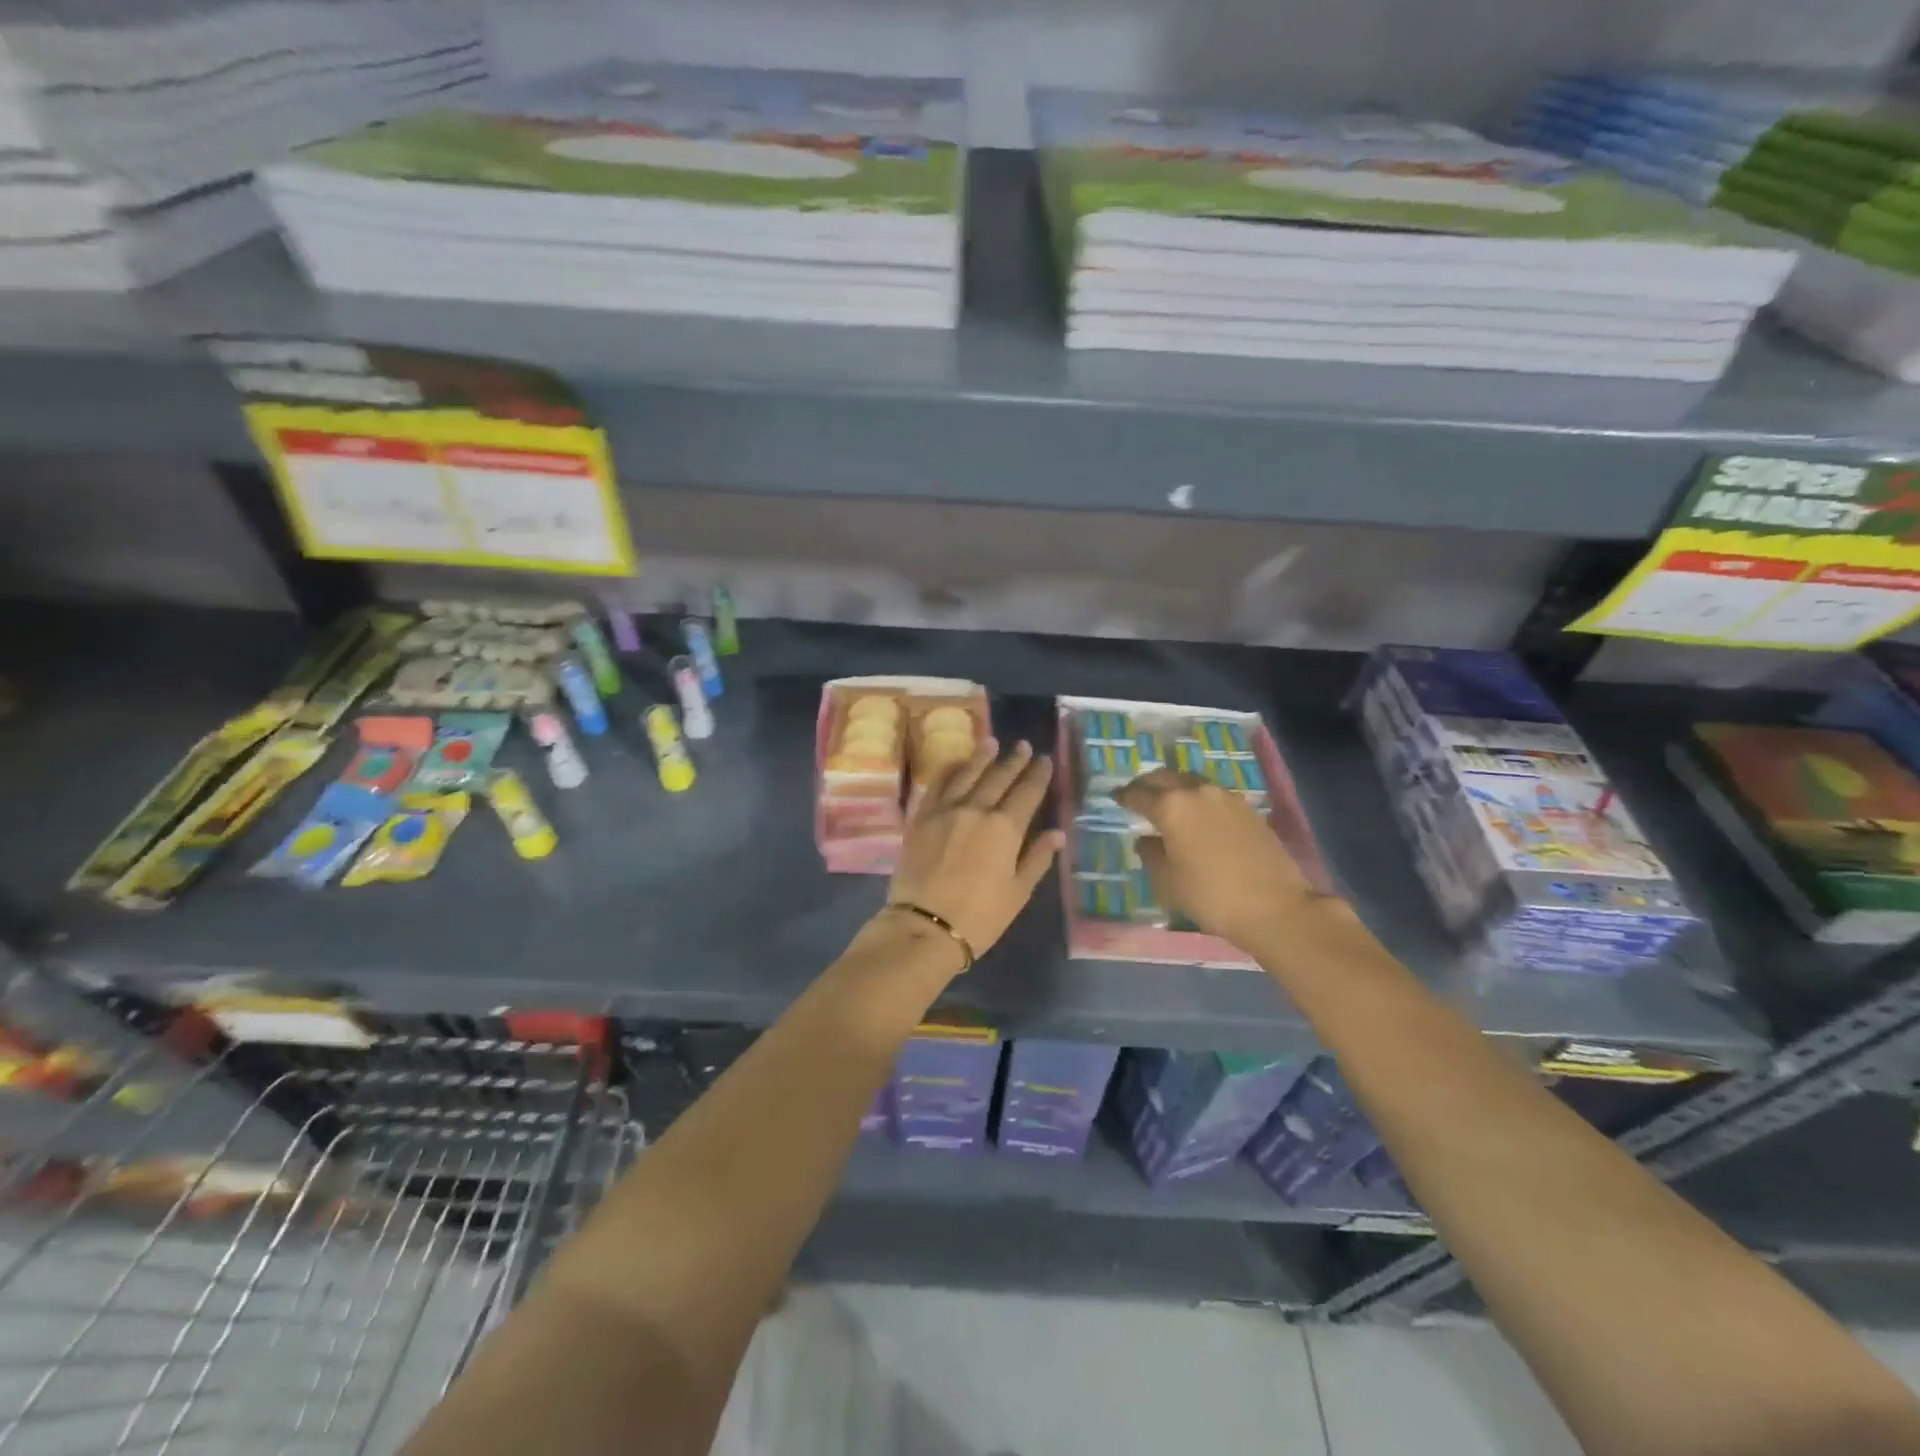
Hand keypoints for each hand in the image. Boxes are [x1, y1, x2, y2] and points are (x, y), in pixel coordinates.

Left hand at [883, 739, 1064, 969]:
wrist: (925, 926)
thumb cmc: (980, 916)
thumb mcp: (1018, 892)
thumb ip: (1037, 858)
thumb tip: (1057, 833)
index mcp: (1005, 828)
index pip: (1027, 793)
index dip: (1038, 775)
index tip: (1045, 759)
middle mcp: (976, 810)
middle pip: (999, 778)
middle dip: (1014, 760)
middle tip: (1023, 745)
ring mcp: (945, 811)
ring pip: (967, 774)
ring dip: (981, 757)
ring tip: (992, 742)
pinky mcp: (920, 818)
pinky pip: (937, 786)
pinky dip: (948, 771)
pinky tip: (955, 764)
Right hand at [1114, 769, 1325, 951]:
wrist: (1274, 907)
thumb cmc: (1209, 896)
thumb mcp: (1167, 882)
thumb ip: (1151, 854)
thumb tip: (1147, 839)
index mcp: (1171, 807)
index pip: (1139, 794)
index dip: (1124, 796)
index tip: (1115, 797)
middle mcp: (1197, 792)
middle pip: (1165, 777)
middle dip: (1148, 784)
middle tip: (1138, 794)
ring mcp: (1227, 798)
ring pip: (1192, 782)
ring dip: (1176, 788)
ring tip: (1169, 804)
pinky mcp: (1249, 809)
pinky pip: (1214, 796)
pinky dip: (1199, 800)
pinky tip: (1199, 817)